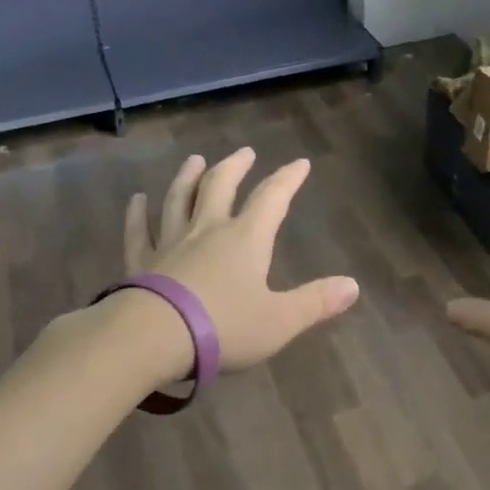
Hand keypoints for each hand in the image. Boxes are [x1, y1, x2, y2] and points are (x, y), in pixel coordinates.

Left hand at [122, 149, 359, 376]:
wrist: (154, 337)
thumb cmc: (224, 327)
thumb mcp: (280, 320)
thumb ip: (316, 302)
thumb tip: (354, 285)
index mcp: (245, 238)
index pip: (271, 198)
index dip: (287, 179)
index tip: (299, 163)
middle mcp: (207, 230)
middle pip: (220, 186)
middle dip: (235, 167)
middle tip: (245, 152)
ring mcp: (170, 242)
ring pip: (179, 199)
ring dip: (187, 177)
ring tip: (194, 160)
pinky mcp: (141, 262)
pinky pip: (138, 232)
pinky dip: (137, 214)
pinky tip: (136, 200)